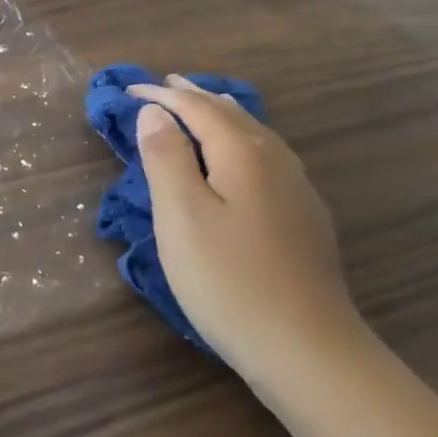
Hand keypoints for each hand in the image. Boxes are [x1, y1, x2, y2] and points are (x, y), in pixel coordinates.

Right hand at [130, 77, 366, 383]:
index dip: (162, 95)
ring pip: (255, 134)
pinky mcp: (305, 218)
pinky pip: (266, 157)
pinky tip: (240, 159)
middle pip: (231, 115)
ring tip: (201, 107)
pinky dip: (240, 141)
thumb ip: (167, 158)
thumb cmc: (229, 281)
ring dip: (221, 116)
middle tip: (165, 85)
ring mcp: (297, 190)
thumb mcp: (181, 217)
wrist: (308, 350)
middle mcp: (276, 160)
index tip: (129, 89)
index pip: (197, 108)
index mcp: (243, 153)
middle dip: (195, 97)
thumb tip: (155, 111)